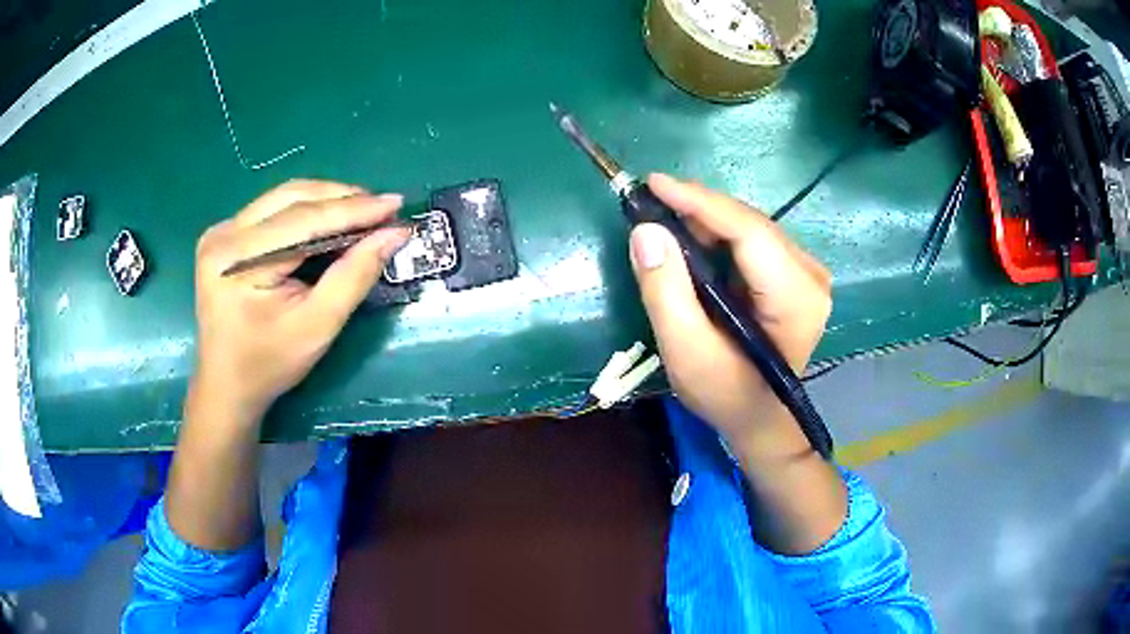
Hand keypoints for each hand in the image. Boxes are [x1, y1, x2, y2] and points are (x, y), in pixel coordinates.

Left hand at [191, 179, 410, 425]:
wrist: (226, 386)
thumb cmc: (269, 365)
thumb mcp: (317, 326)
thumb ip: (354, 276)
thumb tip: (394, 234)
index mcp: (237, 258)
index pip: (303, 219)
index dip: (353, 209)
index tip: (395, 204)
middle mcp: (223, 234)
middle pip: (291, 198)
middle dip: (341, 198)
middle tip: (382, 207)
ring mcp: (221, 231)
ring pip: (283, 198)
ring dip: (326, 200)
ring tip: (363, 211)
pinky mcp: (225, 236)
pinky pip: (273, 210)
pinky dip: (307, 211)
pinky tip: (330, 221)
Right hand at [629, 174, 831, 451]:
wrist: (759, 419)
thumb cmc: (725, 394)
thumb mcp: (686, 352)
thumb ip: (665, 293)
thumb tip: (646, 232)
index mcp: (795, 298)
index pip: (748, 232)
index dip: (700, 202)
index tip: (653, 183)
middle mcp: (811, 276)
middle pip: (750, 224)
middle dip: (699, 209)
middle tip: (651, 205)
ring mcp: (808, 274)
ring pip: (750, 228)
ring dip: (707, 221)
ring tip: (665, 222)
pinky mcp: (797, 276)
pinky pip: (753, 241)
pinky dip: (719, 235)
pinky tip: (692, 240)